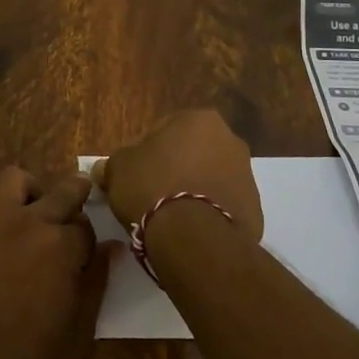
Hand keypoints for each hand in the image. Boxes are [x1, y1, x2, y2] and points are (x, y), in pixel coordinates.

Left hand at [0, 167, 114, 358]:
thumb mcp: (78, 332)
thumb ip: (96, 283)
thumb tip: (112, 248)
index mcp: (60, 244)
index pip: (86, 226)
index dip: (88, 240)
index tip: (84, 253)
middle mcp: (26, 220)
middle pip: (60, 190)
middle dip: (75, 193)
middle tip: (76, 203)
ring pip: (12, 178)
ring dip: (28, 190)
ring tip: (29, 212)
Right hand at [91, 109, 264, 245]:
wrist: (194, 238)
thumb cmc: (152, 187)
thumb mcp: (118, 169)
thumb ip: (113, 164)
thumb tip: (104, 169)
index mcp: (199, 120)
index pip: (163, 130)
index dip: (144, 153)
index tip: (134, 175)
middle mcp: (230, 140)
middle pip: (192, 153)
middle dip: (174, 169)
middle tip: (151, 193)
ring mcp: (247, 176)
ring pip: (210, 179)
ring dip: (193, 191)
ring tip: (170, 217)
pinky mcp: (255, 210)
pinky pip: (223, 206)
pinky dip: (209, 214)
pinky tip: (190, 231)